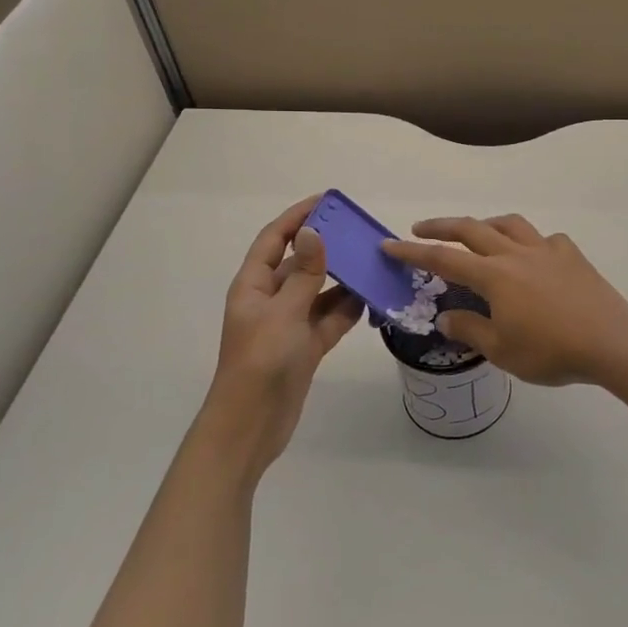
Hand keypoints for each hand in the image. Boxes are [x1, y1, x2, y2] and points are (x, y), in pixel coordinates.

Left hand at [200, 196, 363, 479]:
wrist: (252, 424)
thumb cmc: (261, 361)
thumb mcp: (284, 312)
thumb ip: (305, 273)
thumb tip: (314, 232)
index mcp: (254, 285)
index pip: (275, 240)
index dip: (297, 218)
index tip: (327, 201)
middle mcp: (271, 299)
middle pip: (301, 263)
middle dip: (328, 247)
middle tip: (361, 233)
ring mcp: (290, 324)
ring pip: (320, 291)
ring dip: (343, 279)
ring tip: (375, 263)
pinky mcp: (306, 346)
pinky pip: (330, 318)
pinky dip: (348, 309)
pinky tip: (373, 299)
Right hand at [383, 215, 627, 385]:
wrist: (609, 340)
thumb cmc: (551, 350)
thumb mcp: (502, 350)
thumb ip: (470, 329)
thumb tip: (446, 316)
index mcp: (494, 276)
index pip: (443, 258)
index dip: (413, 252)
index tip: (389, 245)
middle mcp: (516, 253)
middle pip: (472, 229)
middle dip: (442, 226)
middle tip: (420, 228)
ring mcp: (546, 249)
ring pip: (508, 224)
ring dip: (485, 224)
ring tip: (476, 232)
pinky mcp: (570, 254)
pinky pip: (543, 239)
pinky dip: (528, 242)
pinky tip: (531, 256)